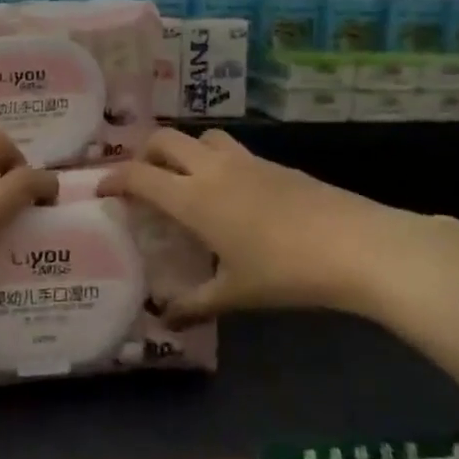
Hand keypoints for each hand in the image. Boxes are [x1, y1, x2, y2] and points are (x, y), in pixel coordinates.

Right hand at [97, 129, 447, 326]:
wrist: (357, 246)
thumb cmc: (285, 271)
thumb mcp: (235, 294)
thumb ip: (194, 305)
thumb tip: (165, 321)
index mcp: (193, 198)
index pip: (139, 175)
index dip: (113, 179)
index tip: (101, 190)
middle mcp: (213, 169)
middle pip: (166, 139)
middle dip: (145, 153)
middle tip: (142, 179)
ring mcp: (248, 161)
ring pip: (203, 137)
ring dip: (185, 149)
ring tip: (186, 178)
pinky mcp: (277, 164)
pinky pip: (234, 151)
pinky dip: (218, 161)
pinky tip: (233, 193)